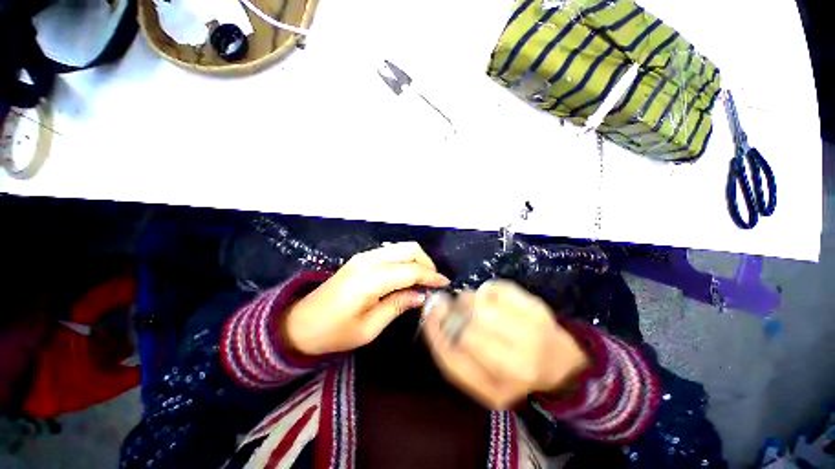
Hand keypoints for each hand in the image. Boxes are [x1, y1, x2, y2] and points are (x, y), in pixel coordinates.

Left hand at [285, 242, 449, 355]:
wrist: (299, 323)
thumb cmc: (333, 332)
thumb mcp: (369, 328)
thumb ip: (397, 306)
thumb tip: (421, 295)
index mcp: (370, 280)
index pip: (410, 270)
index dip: (431, 276)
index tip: (445, 284)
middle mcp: (369, 261)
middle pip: (408, 249)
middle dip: (426, 262)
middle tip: (433, 282)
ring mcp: (364, 256)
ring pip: (400, 247)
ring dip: (416, 259)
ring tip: (422, 280)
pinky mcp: (361, 258)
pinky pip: (390, 252)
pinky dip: (404, 259)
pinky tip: (406, 275)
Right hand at [423, 280, 588, 409]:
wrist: (561, 363)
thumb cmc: (515, 373)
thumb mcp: (480, 382)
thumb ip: (451, 356)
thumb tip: (432, 313)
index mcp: (498, 390)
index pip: (451, 359)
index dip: (434, 332)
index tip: (429, 315)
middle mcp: (517, 365)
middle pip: (465, 329)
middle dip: (452, 314)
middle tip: (450, 307)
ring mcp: (530, 333)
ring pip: (478, 304)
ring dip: (466, 299)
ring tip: (470, 303)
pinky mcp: (537, 307)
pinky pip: (495, 288)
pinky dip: (486, 289)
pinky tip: (489, 298)